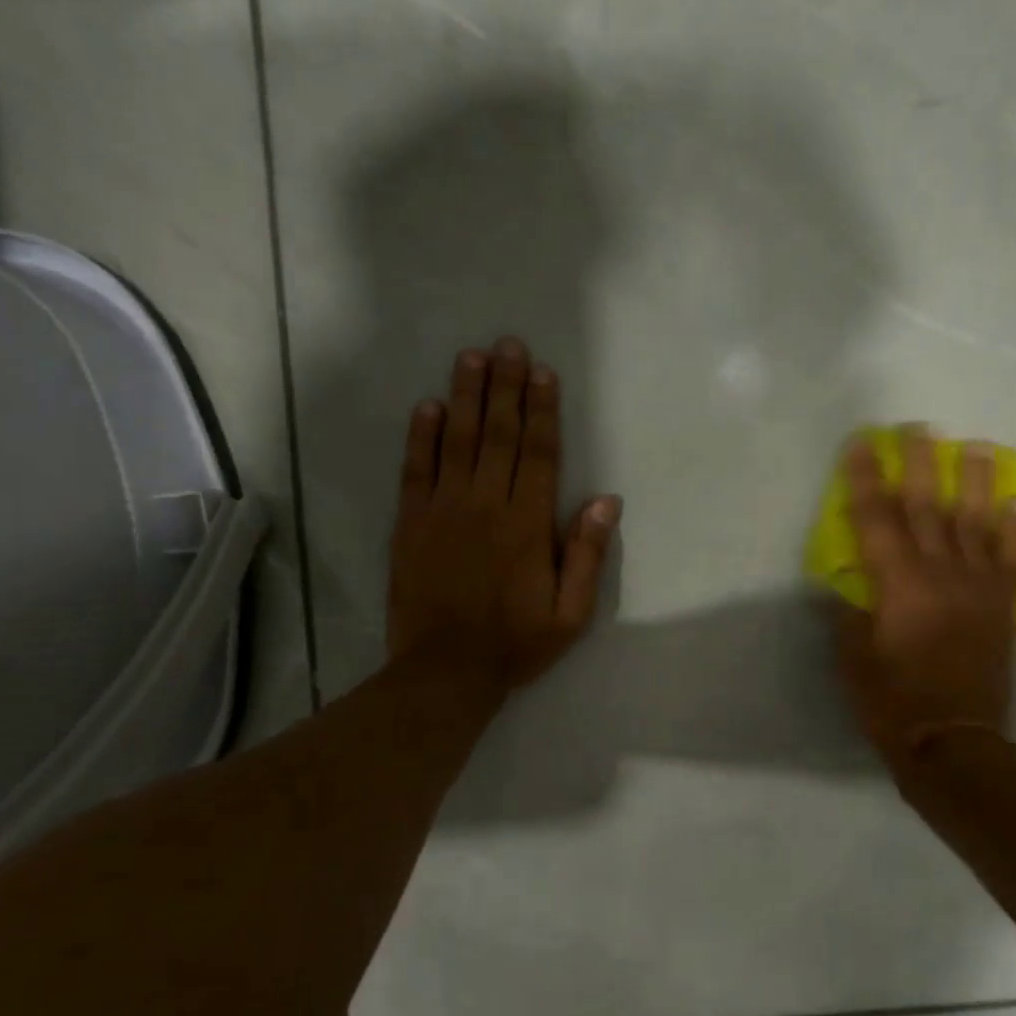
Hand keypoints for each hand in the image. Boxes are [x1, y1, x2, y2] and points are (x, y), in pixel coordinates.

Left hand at [387, 337, 621, 694]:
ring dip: (465, 396)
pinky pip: (416, 470)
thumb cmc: (516, 643)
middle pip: (497, 435)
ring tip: (471, 357)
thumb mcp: (571, 612)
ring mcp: (442, 511)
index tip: (543, 373)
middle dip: (505, 387)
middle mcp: (485, 506)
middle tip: (508, 344)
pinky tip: (427, 406)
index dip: (542, 410)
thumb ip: (586, 554)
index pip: (538, 453)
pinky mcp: (410, 524)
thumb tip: (605, 500)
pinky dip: (422, 436)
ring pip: (457, 441)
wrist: (446, 671)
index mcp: (527, 525)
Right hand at [834, 426, 1015, 774]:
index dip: (865, 478)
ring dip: (977, 482)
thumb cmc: (893, 705)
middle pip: (928, 507)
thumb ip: (850, 617)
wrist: (956, 745)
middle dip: (921, 464)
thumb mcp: (852, 662)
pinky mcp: (1003, 609)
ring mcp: (978, 589)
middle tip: (919, 427)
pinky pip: (1014, 561)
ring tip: (978, 447)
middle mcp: (941, 575)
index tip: (862, 444)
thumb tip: (849, 587)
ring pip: (978, 523)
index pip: (876, 519)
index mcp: (898, 586)